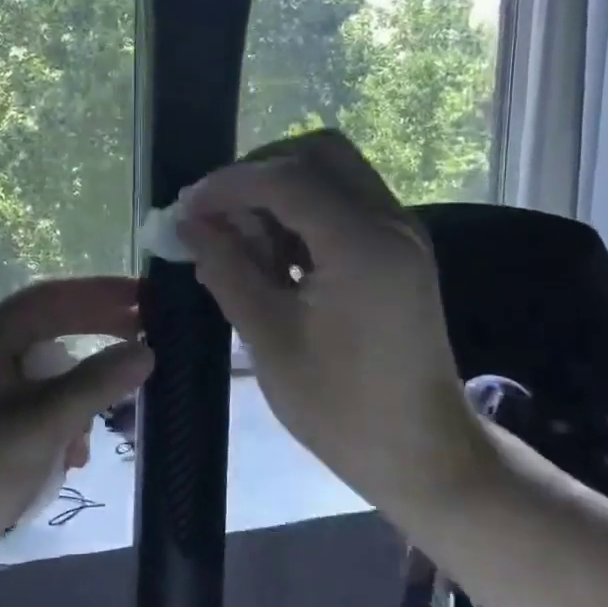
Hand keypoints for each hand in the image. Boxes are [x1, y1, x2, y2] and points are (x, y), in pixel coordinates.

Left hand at [0, 277, 153, 563]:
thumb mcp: (42, 425)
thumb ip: (95, 383)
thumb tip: (145, 350)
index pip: (50, 298)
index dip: (101, 294)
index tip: (145, 299)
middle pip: (45, 331)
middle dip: (93, 342)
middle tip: (144, 342)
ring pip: (39, 373)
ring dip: (74, 395)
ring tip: (93, 434)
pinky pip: (25, 402)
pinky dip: (53, 420)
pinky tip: (67, 456)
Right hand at [180, 130, 489, 519]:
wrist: (421, 453)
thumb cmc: (341, 408)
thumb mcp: (269, 338)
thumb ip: (226, 268)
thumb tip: (187, 223)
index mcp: (362, 244)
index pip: (286, 178)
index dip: (228, 184)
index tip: (186, 207)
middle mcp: (390, 222)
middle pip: (319, 153)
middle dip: (259, 173)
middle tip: (217, 212)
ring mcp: (401, 232)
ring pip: (334, 173)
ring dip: (281, 190)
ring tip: (241, 239)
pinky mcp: (399, 251)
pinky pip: (345, 203)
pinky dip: (304, 211)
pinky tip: (274, 254)